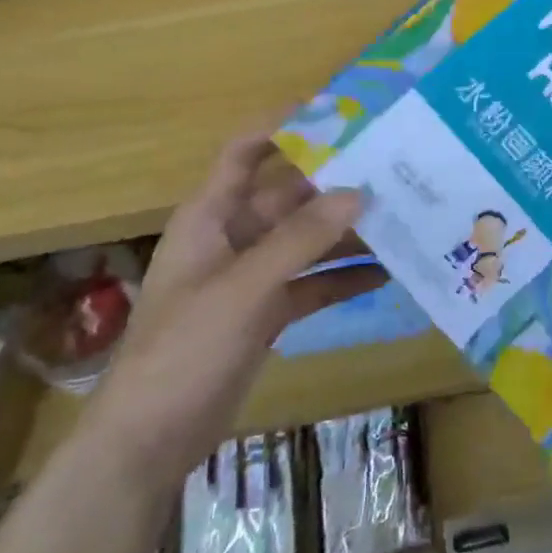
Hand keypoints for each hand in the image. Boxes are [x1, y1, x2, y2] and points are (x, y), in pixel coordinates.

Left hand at [78, 132, 383, 492]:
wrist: (149, 442)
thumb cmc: (184, 350)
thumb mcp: (244, 288)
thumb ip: (301, 239)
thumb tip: (358, 192)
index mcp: (211, 216)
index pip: (246, 151)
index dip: (284, 124)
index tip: (338, 109)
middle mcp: (234, 236)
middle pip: (290, 195)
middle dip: (337, 183)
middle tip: (393, 168)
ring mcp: (252, 276)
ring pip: (308, 240)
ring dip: (348, 231)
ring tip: (402, 216)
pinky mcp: (267, 312)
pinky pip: (313, 282)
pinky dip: (344, 277)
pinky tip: (387, 272)